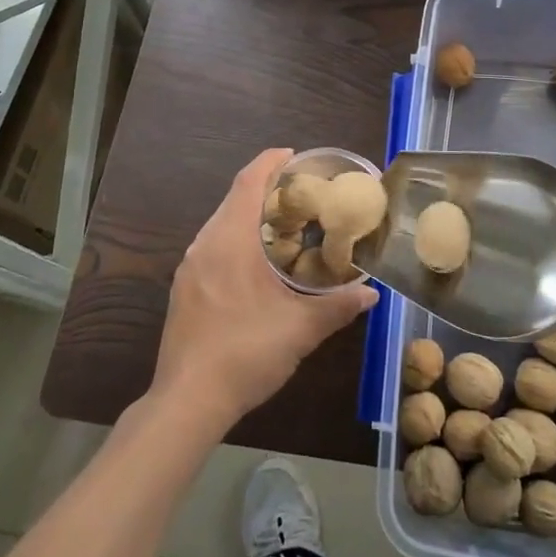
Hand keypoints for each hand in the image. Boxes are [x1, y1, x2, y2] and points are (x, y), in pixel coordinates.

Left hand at [152, 149, 377, 433]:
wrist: (187, 402)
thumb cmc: (245, 353)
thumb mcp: (301, 330)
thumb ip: (338, 306)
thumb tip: (371, 293)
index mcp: (230, 240)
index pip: (248, 182)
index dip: (270, 162)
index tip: (294, 155)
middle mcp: (205, 244)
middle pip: (234, 199)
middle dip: (265, 188)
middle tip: (301, 192)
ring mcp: (190, 267)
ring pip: (222, 223)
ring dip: (250, 215)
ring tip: (284, 223)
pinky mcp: (184, 288)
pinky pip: (213, 246)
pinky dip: (237, 238)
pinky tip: (257, 262)